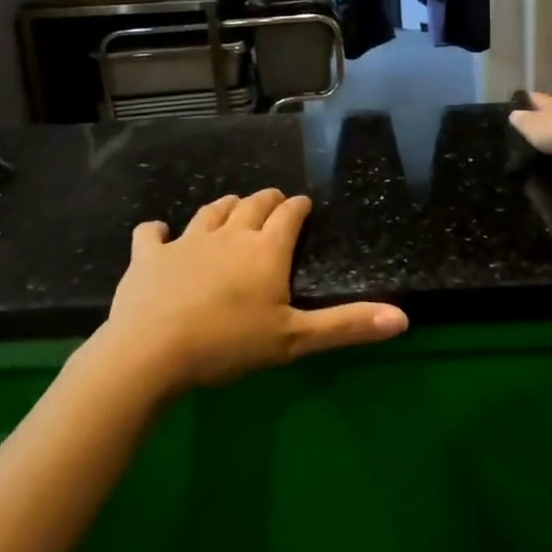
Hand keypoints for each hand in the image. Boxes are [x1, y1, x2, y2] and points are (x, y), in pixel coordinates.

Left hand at [91, 188, 407, 397]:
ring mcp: (186, 241)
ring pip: (210, 211)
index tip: (303, 204)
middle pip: (252, 205)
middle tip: (274, 201)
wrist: (151, 351)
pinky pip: (152, 233)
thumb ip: (347, 325)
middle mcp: (229, 235)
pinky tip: (159, 232)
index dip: (298, 207)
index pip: (289, 215)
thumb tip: (403, 318)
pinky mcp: (148, 255)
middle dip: (267, 200)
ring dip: (225, 206)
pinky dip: (157, 230)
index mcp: (266, 250)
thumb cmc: (229, 344)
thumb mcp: (295, 340)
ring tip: (232, 207)